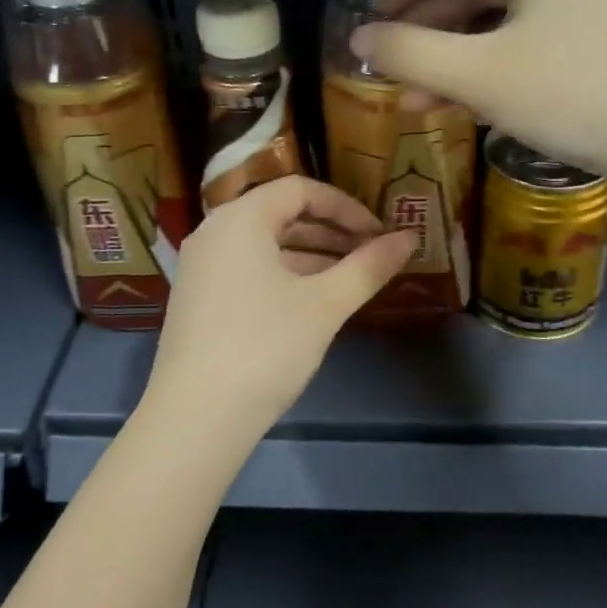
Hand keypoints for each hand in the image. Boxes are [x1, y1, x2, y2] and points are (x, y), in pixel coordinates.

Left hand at [141, 176, 416, 440]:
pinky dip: (285, 274)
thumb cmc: (265, 347)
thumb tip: (410, 238)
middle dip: (331, 231)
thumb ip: (369, 266)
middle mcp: (214, 232)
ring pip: (265, 244)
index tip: (378, 235)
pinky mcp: (198, 298)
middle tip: (371, 254)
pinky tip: (313, 300)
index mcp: (240, 219)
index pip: (300, 190)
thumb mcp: (325, 304)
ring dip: (311, 254)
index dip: (346, 207)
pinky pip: (248, 268)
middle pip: (280, 214)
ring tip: (351, 277)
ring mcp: (201, 266)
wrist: (196, 417)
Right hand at [352, 0, 606, 185]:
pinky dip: (499, 70)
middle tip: (392, 65)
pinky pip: (537, 44)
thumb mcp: (476, 73)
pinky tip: (474, 107)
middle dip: (430, 30)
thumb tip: (359, 39)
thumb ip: (408, 53)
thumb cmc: (571, 89)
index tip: (372, 20)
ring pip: (507, 23)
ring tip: (421, 101)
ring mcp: (599, 0)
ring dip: (459, 60)